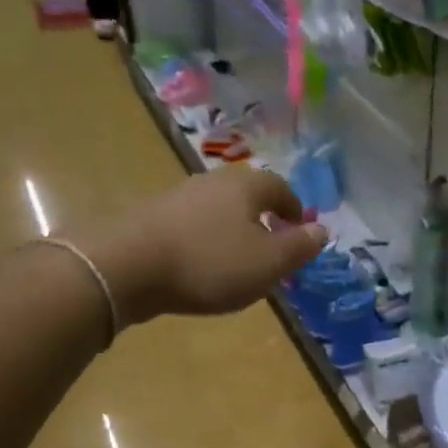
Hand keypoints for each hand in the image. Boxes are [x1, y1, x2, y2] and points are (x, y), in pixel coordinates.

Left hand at [84, 166, 327, 324]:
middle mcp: (213, 181)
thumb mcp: (268, 263)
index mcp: (247, 186)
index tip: (299, 230)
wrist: (126, 266)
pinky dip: (205, 239)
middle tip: (272, 246)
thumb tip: (322, 230)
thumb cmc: (210, 263)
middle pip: (247, 195)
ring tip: (237, 259)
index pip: (280, 188)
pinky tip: (201, 264)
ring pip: (218, 209)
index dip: (294, 209)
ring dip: (232, 229)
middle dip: (263, 217)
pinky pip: (192, 224)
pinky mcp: (151, 216)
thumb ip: (299, 247)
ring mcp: (178, 196)